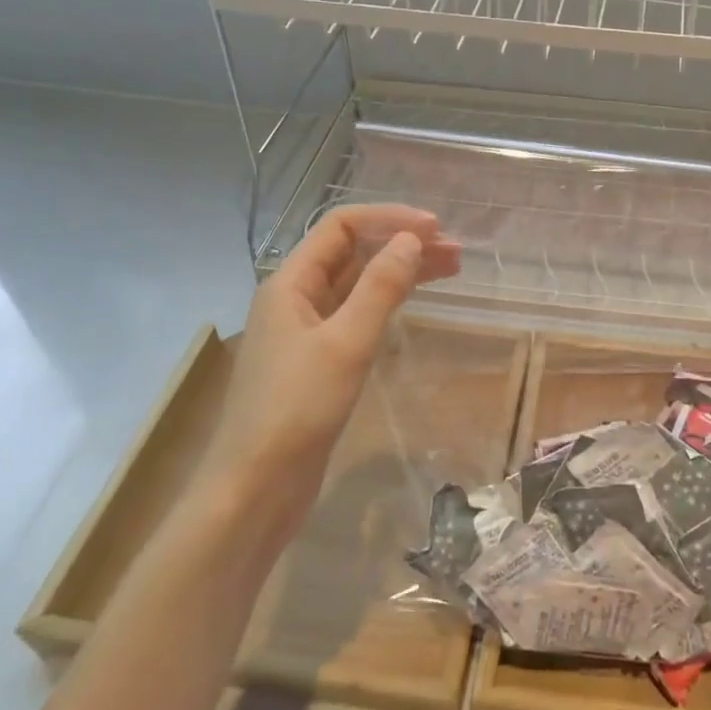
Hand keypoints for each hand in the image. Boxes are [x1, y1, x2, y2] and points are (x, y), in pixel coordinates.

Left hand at [200, 204, 461, 525]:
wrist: (254, 490)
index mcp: (290, 283)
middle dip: (402, 245)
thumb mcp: (346, 343)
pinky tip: (412, 304)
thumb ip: (380, 287)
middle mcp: (295, 298)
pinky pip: (356, 314)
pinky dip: (387, 302)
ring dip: (400, 272)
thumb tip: (411, 240)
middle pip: (353, 254)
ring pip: (358, 284)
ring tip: (450, 271)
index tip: (436, 229)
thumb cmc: (297, 410)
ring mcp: (305, 331)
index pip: (342, 227)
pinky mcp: (317, 361)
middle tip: (455, 252)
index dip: (389, 219)